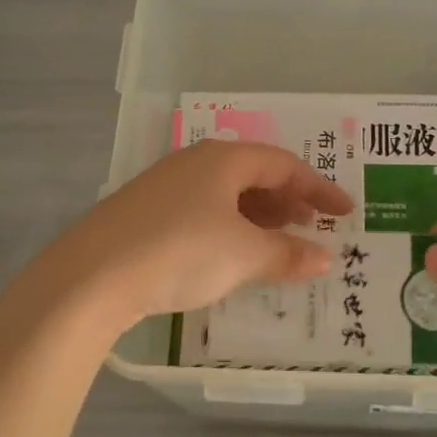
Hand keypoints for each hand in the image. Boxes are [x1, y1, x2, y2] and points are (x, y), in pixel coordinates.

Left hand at [52, 139, 353, 324]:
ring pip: (226, 195)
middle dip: (287, 200)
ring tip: (278, 243)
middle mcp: (195, 164)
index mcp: (224, 159)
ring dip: (258, 216)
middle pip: (254, 175)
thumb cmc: (181, 252)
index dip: (319, 188)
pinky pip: (202, 212)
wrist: (91, 276)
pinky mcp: (144, 214)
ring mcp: (165, 187)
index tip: (345, 211)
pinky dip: (229, 229)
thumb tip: (325, 258)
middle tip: (312, 225)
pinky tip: (231, 254)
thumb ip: (288, 254)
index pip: (284, 165)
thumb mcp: (243, 255)